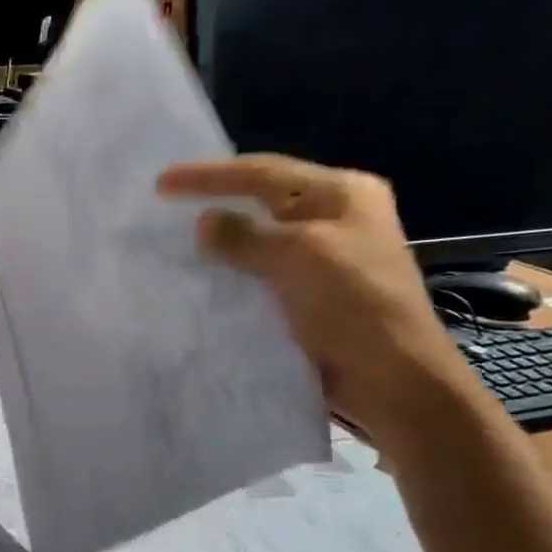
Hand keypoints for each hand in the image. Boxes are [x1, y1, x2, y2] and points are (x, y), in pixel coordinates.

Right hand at [157, 154, 483, 447]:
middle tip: (164, 207)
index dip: (209, 176)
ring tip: (174, 242)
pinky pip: (258, 272)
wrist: (391, 378)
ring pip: (258, 238)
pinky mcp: (308, 294)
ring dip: (219, 241)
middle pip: (261, 199)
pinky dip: (230, 271)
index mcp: (342, 194)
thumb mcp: (300, 256)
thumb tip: (203, 221)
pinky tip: (201, 278)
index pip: (263, 172)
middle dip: (214, 201)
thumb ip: (246, 237)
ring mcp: (323, 257)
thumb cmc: (355, 305)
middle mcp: (333, 217)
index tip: (160, 183)